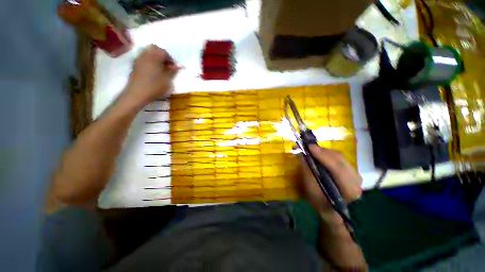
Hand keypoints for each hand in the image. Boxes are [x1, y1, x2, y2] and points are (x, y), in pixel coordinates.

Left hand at [125, 45, 178, 105]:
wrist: (137, 93)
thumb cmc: (155, 86)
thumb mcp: (167, 80)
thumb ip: (172, 71)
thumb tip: (176, 66)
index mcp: (154, 57)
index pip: (164, 52)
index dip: (171, 59)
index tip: (174, 68)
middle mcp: (145, 55)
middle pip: (154, 49)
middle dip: (162, 55)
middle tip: (167, 65)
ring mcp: (139, 60)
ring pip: (148, 53)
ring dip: (155, 58)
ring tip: (161, 69)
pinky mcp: (135, 65)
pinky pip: (144, 58)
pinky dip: (150, 62)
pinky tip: (153, 71)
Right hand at [299, 145, 361, 225]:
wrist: (331, 210)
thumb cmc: (319, 201)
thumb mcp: (311, 188)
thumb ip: (307, 169)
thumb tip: (300, 153)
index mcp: (348, 189)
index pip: (337, 168)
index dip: (323, 155)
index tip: (310, 146)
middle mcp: (356, 181)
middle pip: (340, 160)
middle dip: (323, 151)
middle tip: (310, 147)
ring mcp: (356, 176)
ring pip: (341, 157)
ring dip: (326, 152)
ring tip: (314, 150)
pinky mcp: (352, 172)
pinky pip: (341, 159)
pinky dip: (329, 155)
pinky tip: (321, 154)